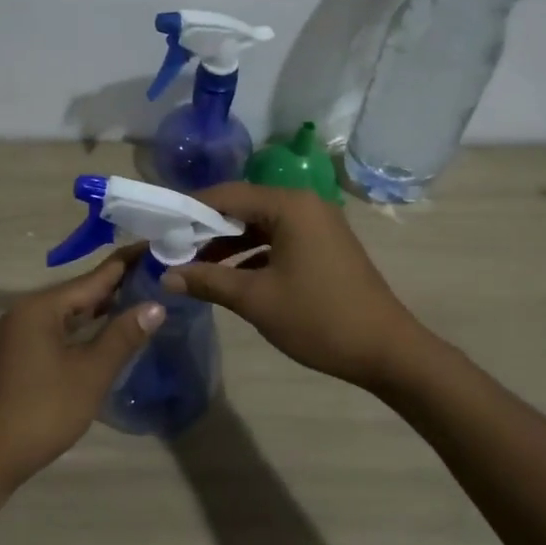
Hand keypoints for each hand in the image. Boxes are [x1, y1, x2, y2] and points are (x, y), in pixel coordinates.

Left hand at [0, 254, 163, 501]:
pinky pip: (60, 328)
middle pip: (81, 290)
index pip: (94, 277)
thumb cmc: (43, 411)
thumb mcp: (90, 373)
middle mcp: (28, 311)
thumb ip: (122, 336)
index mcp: (41, 307)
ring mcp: (21, 333)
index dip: (127, 263)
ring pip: (70, 311)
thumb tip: (155, 305)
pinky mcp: (21, 353)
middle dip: (119, 283)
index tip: (157, 247)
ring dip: (104, 305)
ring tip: (144, 294)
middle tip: (160, 273)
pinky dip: (86, 326)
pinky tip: (110, 329)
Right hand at [162, 182, 421, 389]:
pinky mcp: (323, 246)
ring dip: (227, 245)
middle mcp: (304, 204)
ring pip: (259, 226)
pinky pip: (277, 240)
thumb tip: (165, 276)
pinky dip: (251, 255)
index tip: (159, 227)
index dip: (189, 209)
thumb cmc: (318, 318)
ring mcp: (317, 225)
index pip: (226, 194)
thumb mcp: (255, 299)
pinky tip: (229, 278)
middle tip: (172, 250)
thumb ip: (207, 281)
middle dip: (206, 229)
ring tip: (194, 268)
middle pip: (242, 207)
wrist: (385, 350)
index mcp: (289, 206)